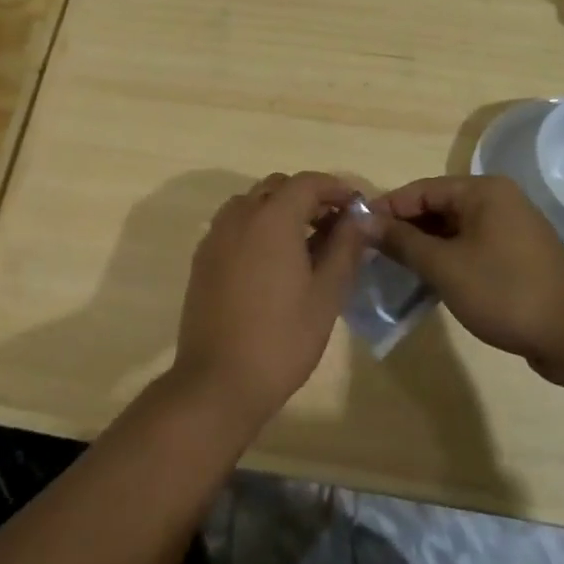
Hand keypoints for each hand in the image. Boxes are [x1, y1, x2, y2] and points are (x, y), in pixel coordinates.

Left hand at [172, 172, 377, 430]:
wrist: (218, 381)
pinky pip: (234, 224)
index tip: (357, 208)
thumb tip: (361, 219)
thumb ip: (345, 248)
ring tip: (306, 244)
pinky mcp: (203, 258)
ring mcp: (216, 236)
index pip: (308, 182)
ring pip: (253, 203)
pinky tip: (273, 262)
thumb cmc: (281, 339)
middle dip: (309, 197)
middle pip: (278, 187)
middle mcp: (239, 216)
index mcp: (272, 218)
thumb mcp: (326, 295)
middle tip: (335, 226)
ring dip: (281, 210)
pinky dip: (258, 227)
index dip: (336, 188)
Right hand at [373, 174, 563, 379]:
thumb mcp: (444, 266)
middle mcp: (498, 200)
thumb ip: (402, 241)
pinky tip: (426, 279)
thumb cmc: (505, 292)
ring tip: (392, 267)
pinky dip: (447, 258)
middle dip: (405, 229)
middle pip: (437, 207)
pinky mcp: (516, 255)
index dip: (387, 208)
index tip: (357, 229)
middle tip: (371, 252)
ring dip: (424, 246)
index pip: (421, 190)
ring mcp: (510, 228)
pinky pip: (470, 246)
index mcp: (483, 191)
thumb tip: (364, 220)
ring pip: (453, 229)